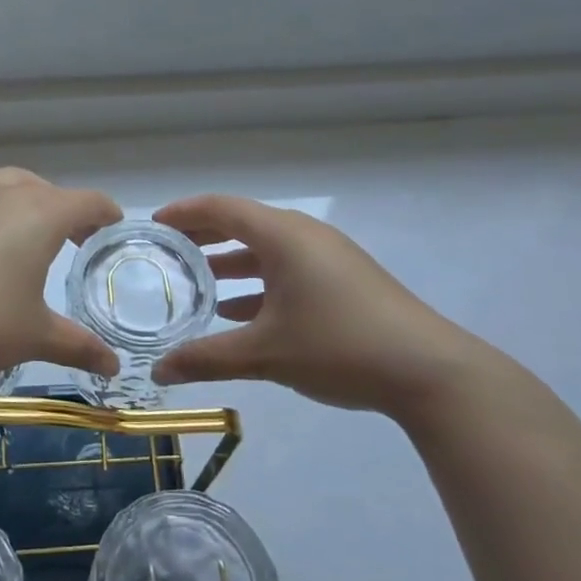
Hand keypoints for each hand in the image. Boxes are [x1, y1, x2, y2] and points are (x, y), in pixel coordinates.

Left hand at [0, 133, 123, 395]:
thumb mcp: (35, 337)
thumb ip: (78, 346)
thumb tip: (114, 368)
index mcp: (42, 217)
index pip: (87, 203)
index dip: (105, 213)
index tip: (113, 226)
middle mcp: (7, 196)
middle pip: (47, 192)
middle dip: (67, 210)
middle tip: (75, 240)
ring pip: (6, 181)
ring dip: (27, 192)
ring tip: (34, 213)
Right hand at [151, 194, 515, 424]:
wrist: (429, 371)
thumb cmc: (338, 346)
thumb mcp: (265, 354)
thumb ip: (206, 359)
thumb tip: (158, 372)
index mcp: (283, 236)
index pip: (221, 207)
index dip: (183, 212)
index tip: (152, 225)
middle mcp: (305, 235)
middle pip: (243, 223)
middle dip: (203, 236)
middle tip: (167, 252)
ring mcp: (329, 257)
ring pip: (267, 249)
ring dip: (230, 262)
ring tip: (196, 283)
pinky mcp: (344, 280)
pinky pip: (288, 269)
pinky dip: (258, 283)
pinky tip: (239, 313)